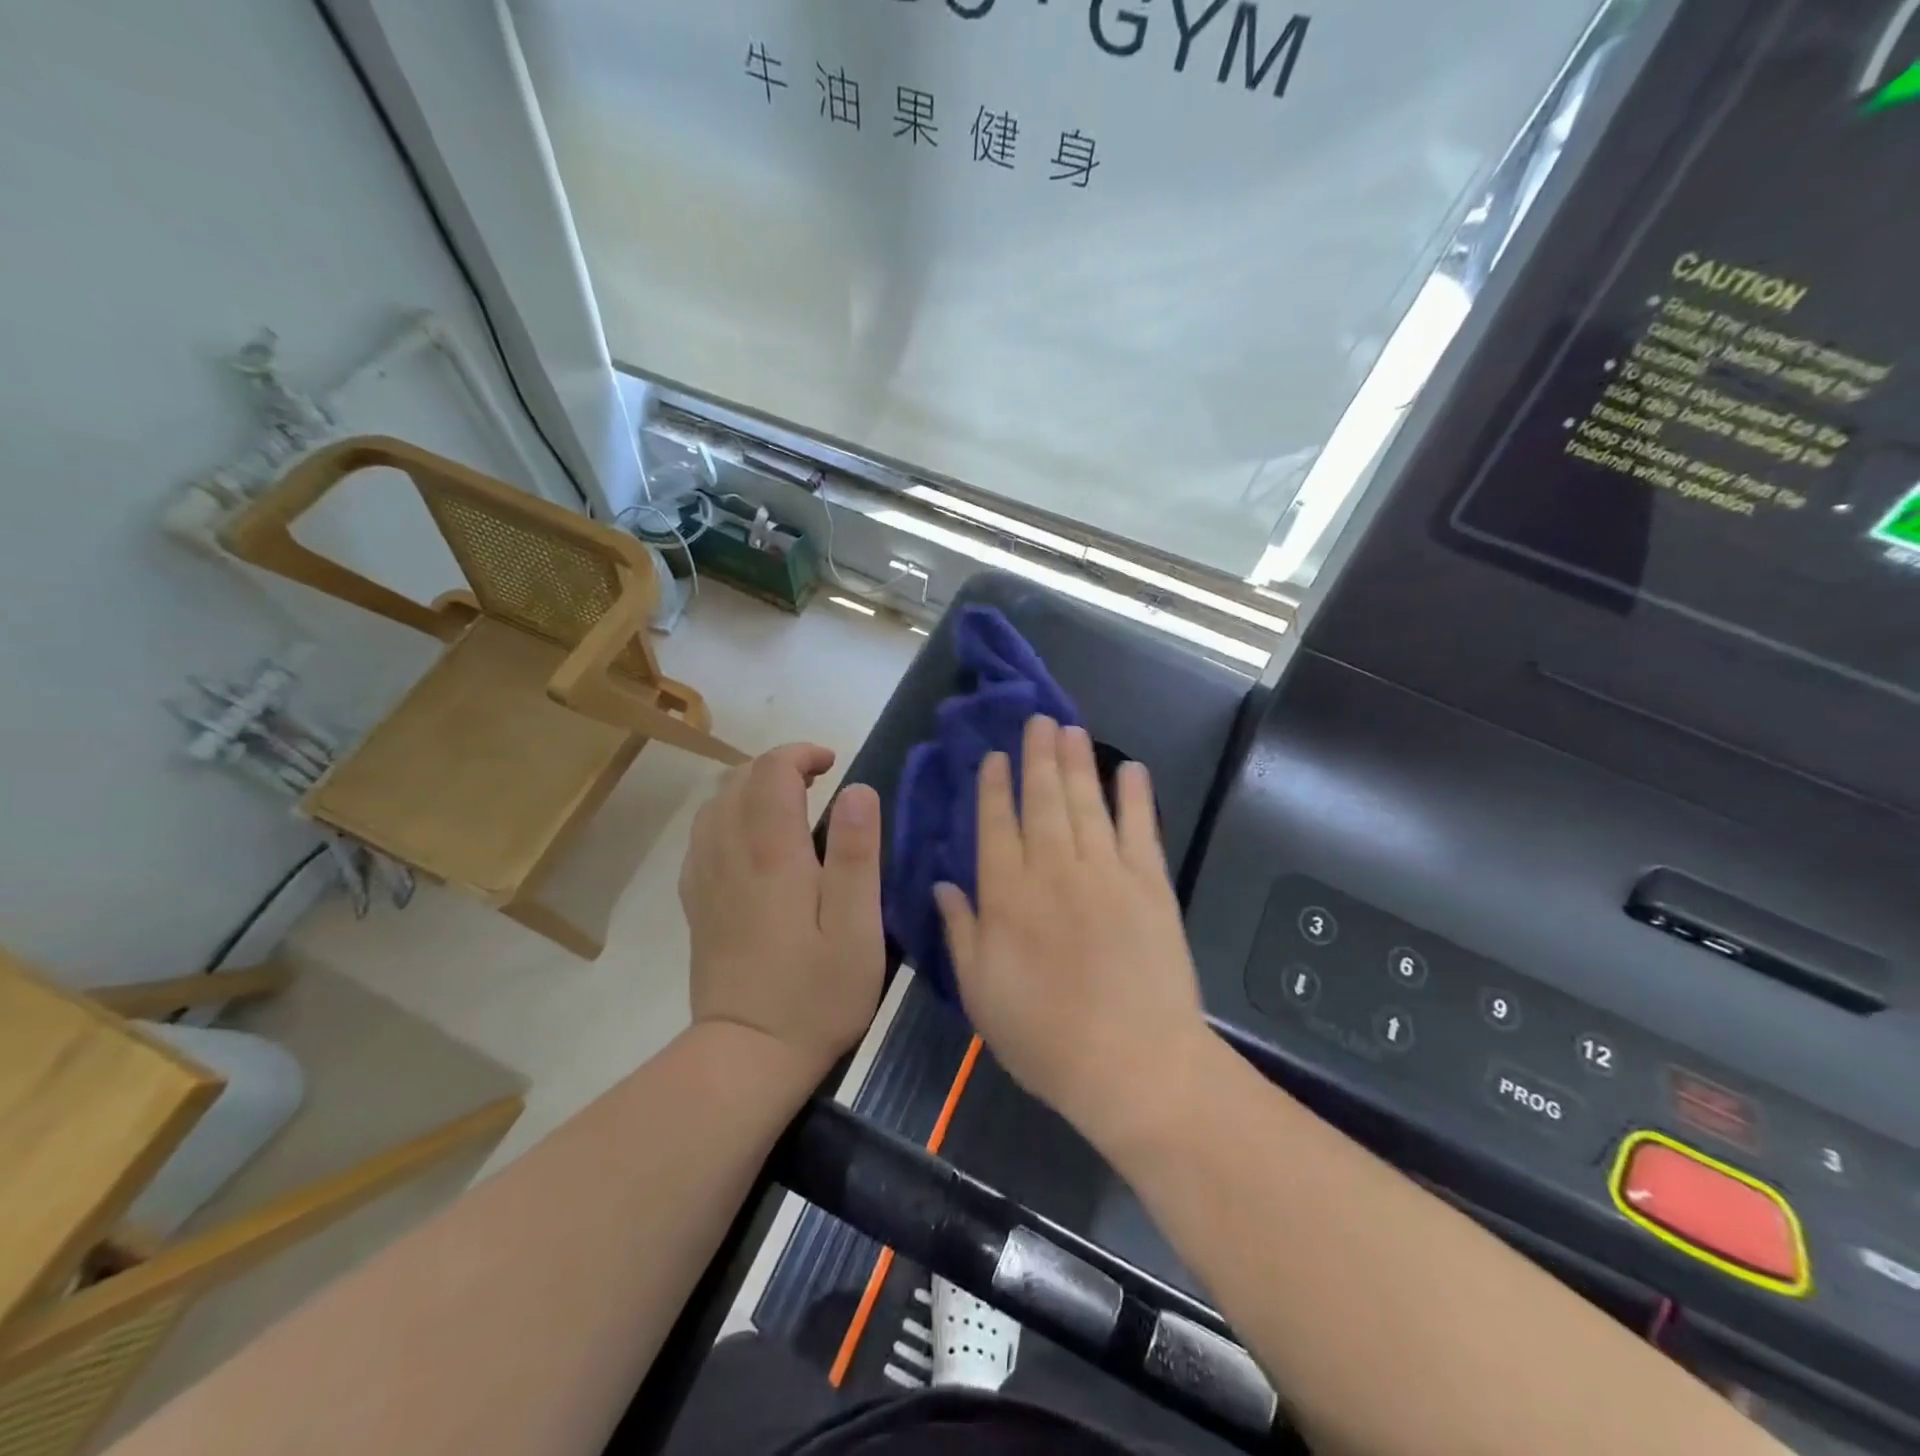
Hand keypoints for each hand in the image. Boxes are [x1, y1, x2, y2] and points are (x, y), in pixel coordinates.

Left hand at [680, 744, 884, 1077]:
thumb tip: (858, 790)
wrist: (747, 1055)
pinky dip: (728, 817)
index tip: (834, 764)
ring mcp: (705, 877)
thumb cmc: (816, 993)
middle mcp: (729, 853)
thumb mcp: (857, 928)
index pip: (772, 771)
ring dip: (751, 788)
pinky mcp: (696, 902)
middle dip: (778, 765)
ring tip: (788, 805)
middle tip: (818, 783)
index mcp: (772, 854)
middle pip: (738, 779)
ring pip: (715, 803)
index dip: (801, 754)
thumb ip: (858, 854)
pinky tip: (752, 841)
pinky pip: (702, 836)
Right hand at [935, 716, 1209, 1145]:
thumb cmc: (1045, 1037)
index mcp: (1007, 896)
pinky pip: (1140, 829)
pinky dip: (1136, 797)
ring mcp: (1106, 873)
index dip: (995, 787)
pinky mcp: (1150, 885)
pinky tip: (1131, 770)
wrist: (1133, 1065)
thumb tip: (942, 885)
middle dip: (1038, 757)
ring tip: (1071, 728)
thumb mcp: (981, 993)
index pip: (996, 826)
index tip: (995, 756)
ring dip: (1078, 763)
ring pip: (1086, 803)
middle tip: (1038, 719)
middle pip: (1043, 800)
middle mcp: (1053, 870)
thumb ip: (960, 933)